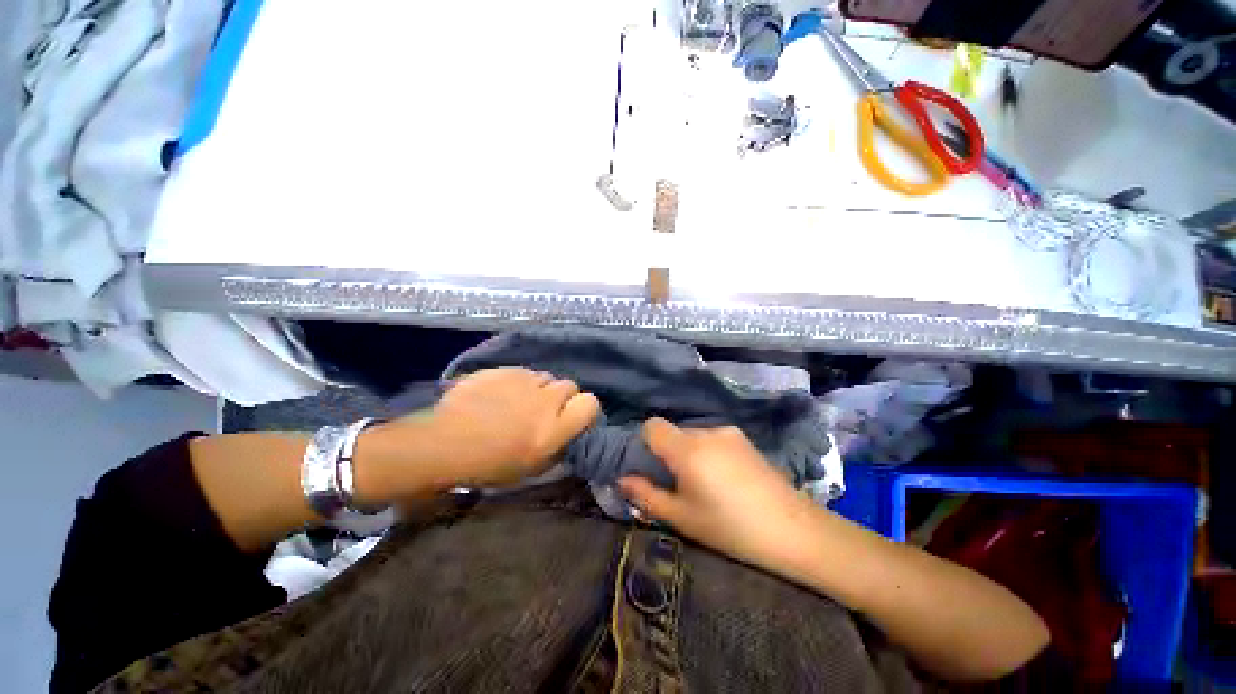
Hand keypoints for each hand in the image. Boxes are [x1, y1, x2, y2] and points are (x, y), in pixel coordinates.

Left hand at [371, 368, 600, 493]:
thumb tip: (572, 433)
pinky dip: (519, 382)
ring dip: (540, 389)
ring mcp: (524, 381)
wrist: (443, 443)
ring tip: (520, 402)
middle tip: (543, 411)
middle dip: (561, 397)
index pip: (590, 403)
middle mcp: (545, 400)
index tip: (573, 417)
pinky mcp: (505, 370)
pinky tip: (501, 395)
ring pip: (546, 377)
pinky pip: (524, 372)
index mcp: (553, 429)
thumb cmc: (489, 464)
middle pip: (570, 386)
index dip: (585, 409)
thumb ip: (559, 447)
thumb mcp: (532, 469)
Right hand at [618, 418, 818, 571]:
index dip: (645, 443)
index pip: (652, 426)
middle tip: (679, 485)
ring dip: (690, 454)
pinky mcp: (745, 439)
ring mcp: (728, 432)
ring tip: (707, 485)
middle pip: (673, 433)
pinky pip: (714, 439)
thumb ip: (647, 495)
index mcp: (687, 449)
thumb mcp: (683, 518)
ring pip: (694, 436)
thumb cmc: (731, 528)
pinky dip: (709, 453)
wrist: (794, 530)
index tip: (651, 469)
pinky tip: (727, 480)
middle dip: (668, 453)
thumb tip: (622, 479)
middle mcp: (705, 431)